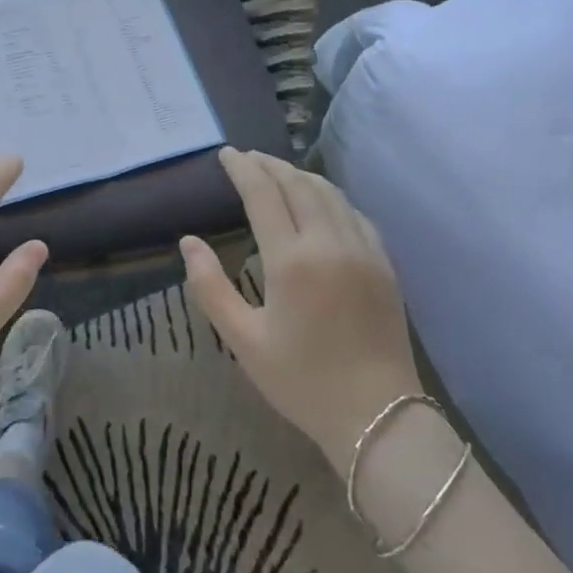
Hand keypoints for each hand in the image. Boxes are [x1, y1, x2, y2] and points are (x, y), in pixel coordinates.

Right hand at [181, 148, 421, 478]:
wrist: (379, 418)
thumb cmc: (302, 381)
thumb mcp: (243, 340)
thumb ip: (210, 286)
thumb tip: (188, 241)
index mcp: (291, 261)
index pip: (263, 194)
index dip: (243, 169)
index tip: (226, 154)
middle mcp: (329, 243)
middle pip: (297, 184)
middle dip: (269, 165)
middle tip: (246, 157)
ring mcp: (363, 251)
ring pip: (329, 193)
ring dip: (299, 175)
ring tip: (276, 171)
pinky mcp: (384, 264)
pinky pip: (354, 213)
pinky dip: (330, 196)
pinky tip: (319, 201)